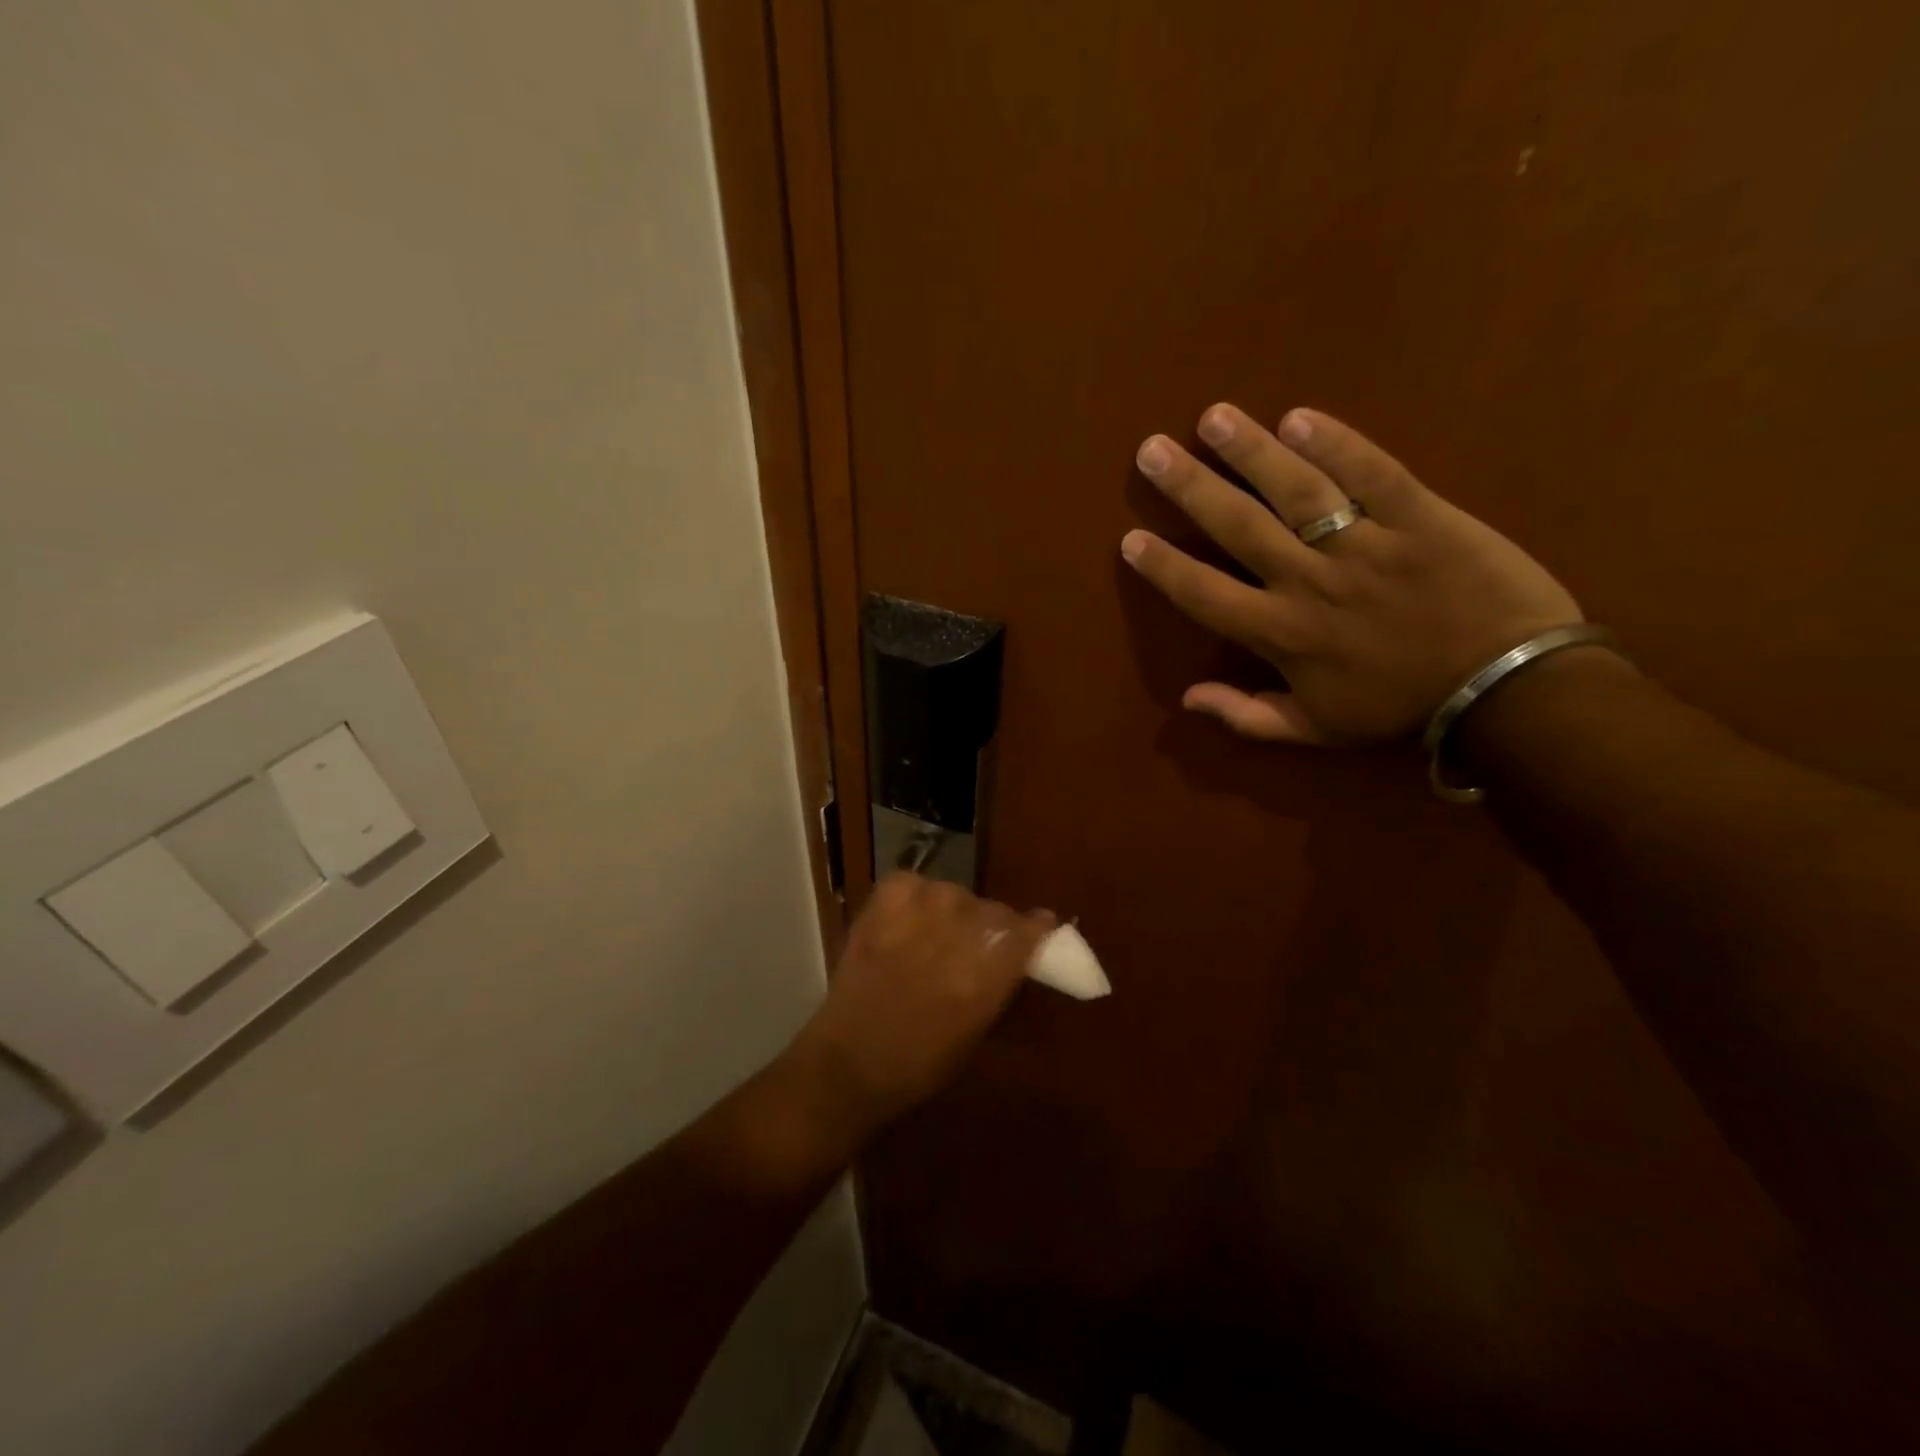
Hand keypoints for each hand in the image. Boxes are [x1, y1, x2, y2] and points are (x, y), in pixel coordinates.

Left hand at [790, 873, 1053, 1131]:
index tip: (1038, 928)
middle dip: (991, 927)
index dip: (1035, 927)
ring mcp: (918, 912)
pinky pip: (913, 884)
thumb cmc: (920, 1064)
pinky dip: (914, 897)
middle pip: (993, 910)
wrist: (848, 1062)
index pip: (1026, 930)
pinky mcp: (883, 902)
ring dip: (953, 912)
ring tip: (934, 935)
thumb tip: (1019, 951)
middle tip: (974, 947)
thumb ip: (1000, 982)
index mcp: (986, 975)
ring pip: (955, 895)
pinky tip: (908, 921)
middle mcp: (957, 935)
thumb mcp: (978, 1029)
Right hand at [1122, 404, 1581, 743]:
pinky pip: (1373, 473)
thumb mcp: (1316, 730)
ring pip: (1296, 491)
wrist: (1506, 689)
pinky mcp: (1421, 517)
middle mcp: (1310, 582)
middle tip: (1152, 451)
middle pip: (1238, 527)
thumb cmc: (1401, 708)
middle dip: (1190, 487)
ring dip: (1250, 451)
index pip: (1205, 594)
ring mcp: (1365, 545)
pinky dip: (1336, 444)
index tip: (1131, 538)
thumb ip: (1247, 717)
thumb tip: (1187, 700)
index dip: (1164, 567)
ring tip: (1213, 417)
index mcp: (1281, 634)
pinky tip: (1299, 417)